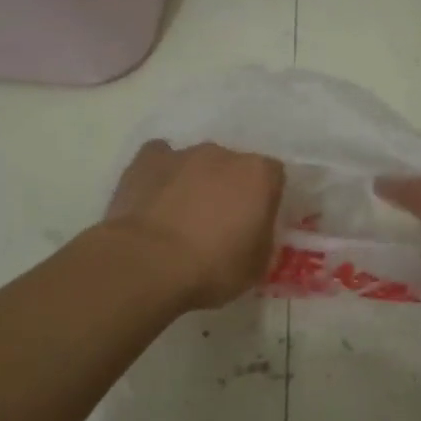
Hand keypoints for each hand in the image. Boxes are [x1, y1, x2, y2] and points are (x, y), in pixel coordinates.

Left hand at [106, 141, 285, 309]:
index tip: (257, 223)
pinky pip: (161, 160)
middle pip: (234, 167)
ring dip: (196, 182)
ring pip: (197, 163)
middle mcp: (224, 154)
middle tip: (220, 223)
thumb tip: (256, 231)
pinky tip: (156, 199)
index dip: (266, 199)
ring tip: (182, 218)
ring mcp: (182, 153)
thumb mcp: (257, 266)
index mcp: (258, 175)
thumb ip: (263, 238)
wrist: (148, 264)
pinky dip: (162, 176)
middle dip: (230, 188)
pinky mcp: (146, 160)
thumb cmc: (212, 267)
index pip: (273, 177)